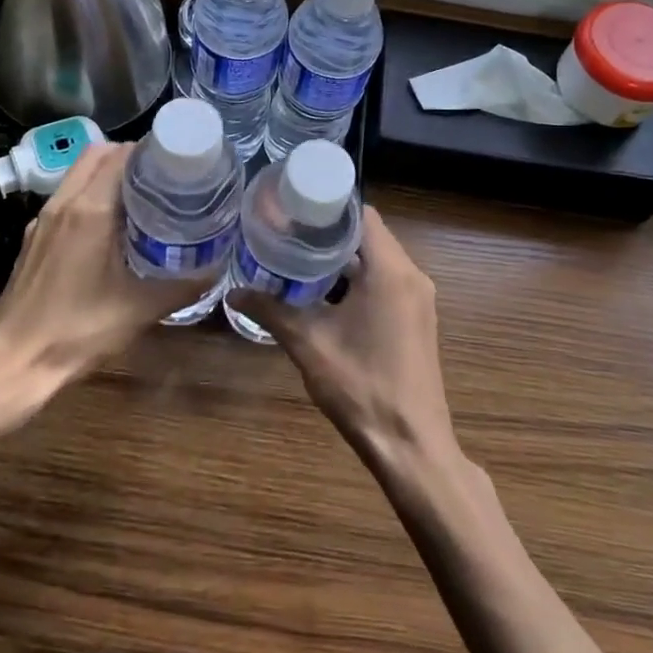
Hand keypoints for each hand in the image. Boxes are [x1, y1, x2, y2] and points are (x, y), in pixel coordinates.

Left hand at [0, 142, 211, 405]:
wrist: (14, 363)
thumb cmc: (78, 331)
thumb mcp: (140, 310)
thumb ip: (183, 286)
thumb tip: (217, 269)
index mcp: (89, 210)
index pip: (120, 155)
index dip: (150, 151)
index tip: (178, 161)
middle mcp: (63, 204)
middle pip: (96, 154)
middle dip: (130, 156)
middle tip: (163, 175)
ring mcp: (43, 219)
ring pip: (78, 174)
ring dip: (107, 173)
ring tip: (143, 195)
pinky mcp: (34, 237)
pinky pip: (66, 197)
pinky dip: (90, 194)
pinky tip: (111, 226)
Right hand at [226, 206, 456, 469]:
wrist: (411, 445)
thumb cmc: (361, 387)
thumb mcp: (308, 344)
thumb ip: (271, 311)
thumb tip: (233, 292)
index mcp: (390, 271)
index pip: (362, 215)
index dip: (329, 207)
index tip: (294, 207)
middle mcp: (411, 276)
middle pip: (369, 235)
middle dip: (330, 232)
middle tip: (287, 231)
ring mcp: (418, 298)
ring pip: (378, 260)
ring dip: (343, 258)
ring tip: (298, 257)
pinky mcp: (417, 318)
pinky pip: (386, 281)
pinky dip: (358, 279)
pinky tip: (324, 293)